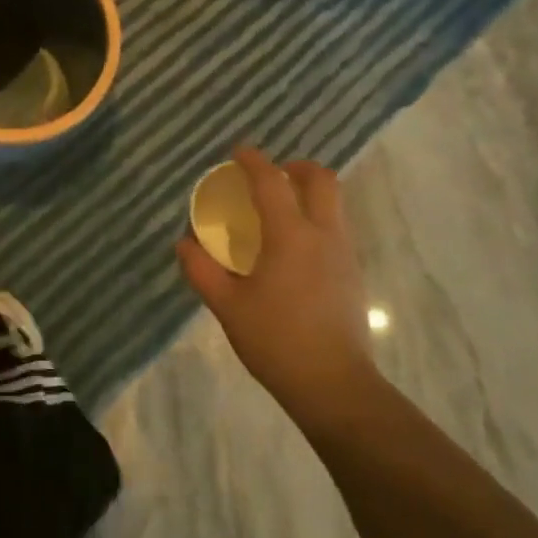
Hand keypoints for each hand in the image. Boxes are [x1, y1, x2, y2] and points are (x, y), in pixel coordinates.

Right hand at [177, 149, 373, 427]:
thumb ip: (202, 270)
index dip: (254, 161)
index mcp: (290, 236)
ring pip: (334, 203)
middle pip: (322, 180)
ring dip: (309, 192)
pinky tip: (294, 247)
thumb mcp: (228, 306)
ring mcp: (344, 253)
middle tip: (272, 175)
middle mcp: (323, 234)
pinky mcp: (353, 274)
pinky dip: (316, 218)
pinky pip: (336, 227)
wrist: (334, 385)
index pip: (272, 182)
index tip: (238, 152)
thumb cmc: (276, 341)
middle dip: (296, 167)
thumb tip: (184, 243)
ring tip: (280, 209)